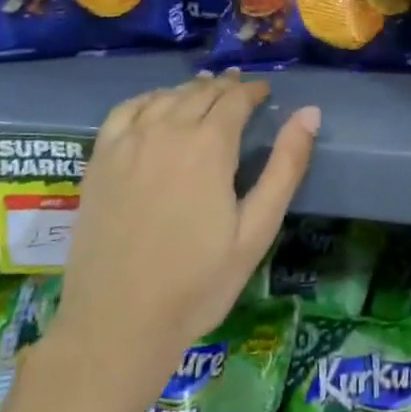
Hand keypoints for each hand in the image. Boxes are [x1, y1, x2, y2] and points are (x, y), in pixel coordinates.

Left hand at [49, 74, 318, 400]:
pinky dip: (149, 99)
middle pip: (201, 91)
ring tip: (205, 93)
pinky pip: (127, 109)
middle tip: (240, 91)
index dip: (253, 91)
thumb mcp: (256, 231)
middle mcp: (168, 129)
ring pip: (166, 96)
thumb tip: (310, 113)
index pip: (236, 98)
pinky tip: (156, 106)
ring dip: (191, 90)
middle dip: (226, 87)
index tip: (264, 92)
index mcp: (209, 145)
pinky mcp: (100, 157)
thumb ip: (285, 167)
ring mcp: (129, 141)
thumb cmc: (197, 284)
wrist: (117, 323)